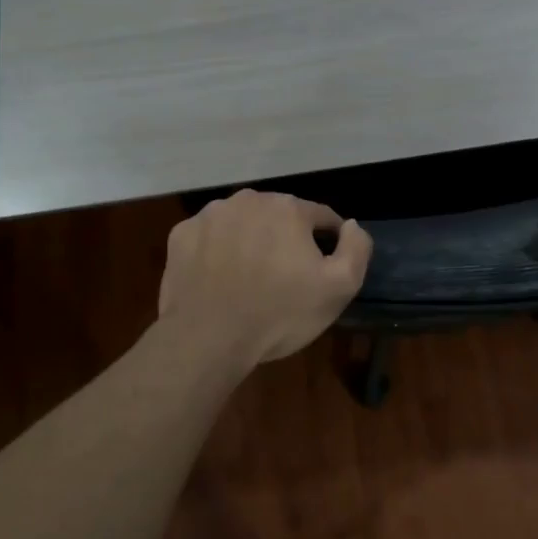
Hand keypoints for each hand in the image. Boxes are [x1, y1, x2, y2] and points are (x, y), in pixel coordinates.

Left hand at [159, 190, 372, 369]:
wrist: (207, 339)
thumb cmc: (279, 314)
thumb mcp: (339, 288)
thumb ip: (356, 248)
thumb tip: (351, 225)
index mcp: (288, 208)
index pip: (321, 217)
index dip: (328, 242)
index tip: (322, 270)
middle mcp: (248, 199)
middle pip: (279, 216)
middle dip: (286, 239)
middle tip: (284, 278)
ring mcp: (209, 215)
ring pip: (242, 223)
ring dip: (250, 241)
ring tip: (249, 279)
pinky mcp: (181, 235)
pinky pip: (209, 238)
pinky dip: (216, 251)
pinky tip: (218, 279)